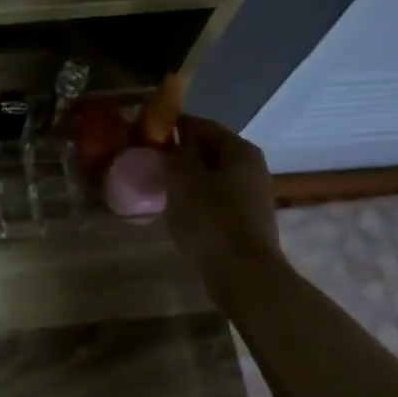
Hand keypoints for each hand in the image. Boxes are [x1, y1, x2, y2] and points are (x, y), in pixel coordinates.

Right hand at [165, 115, 283, 276]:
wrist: (242, 271)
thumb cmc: (210, 218)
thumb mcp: (183, 178)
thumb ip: (177, 153)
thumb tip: (175, 142)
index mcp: (239, 149)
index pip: (200, 125)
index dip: (172, 125)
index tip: (145, 133)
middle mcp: (251, 166)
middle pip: (209, 150)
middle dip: (179, 152)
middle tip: (150, 160)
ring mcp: (252, 193)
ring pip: (212, 174)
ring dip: (187, 176)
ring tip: (160, 185)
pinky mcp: (246, 217)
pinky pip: (216, 196)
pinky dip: (196, 196)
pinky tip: (179, 208)